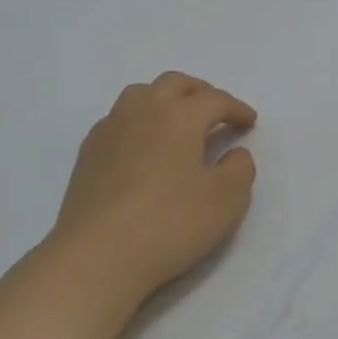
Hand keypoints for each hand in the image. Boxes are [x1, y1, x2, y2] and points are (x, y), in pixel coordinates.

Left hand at [49, 72, 258, 303]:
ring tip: (177, 122)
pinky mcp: (88, 152)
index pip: (214, 100)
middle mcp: (142, 111)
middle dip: (200, 92)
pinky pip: (118, 120)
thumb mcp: (226, 201)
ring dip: (165, 99)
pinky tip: (143, 147)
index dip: (236, 108)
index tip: (249, 122)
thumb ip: (240, 170)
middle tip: (216, 111)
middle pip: (174, 84)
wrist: (97, 255)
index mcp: (179, 116)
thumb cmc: (169, 223)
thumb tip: (235, 153)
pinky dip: (139, 122)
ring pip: (140, 94)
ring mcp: (109, 129)